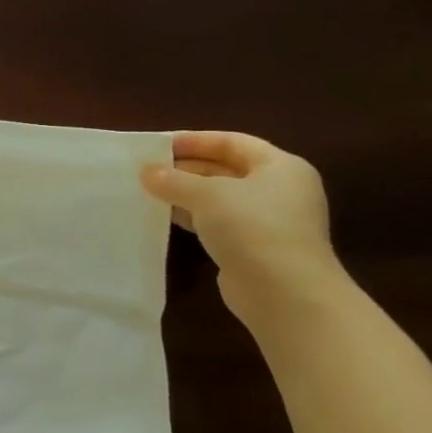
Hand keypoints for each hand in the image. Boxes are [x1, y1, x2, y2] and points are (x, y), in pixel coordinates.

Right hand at [140, 131, 341, 321]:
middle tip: (148, 169)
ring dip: (186, 194)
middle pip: (227, 169)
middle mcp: (279, 190)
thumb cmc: (252, 228)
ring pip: (220, 198)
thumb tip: (146, 172)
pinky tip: (166, 218)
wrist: (284, 292)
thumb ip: (173, 180)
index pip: (233, 142)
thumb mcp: (207, 195)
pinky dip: (193, 217)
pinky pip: (218, 222)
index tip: (159, 145)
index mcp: (281, 167)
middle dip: (187, 168)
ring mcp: (269, 220)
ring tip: (150, 192)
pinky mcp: (254, 246)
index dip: (196, 140)